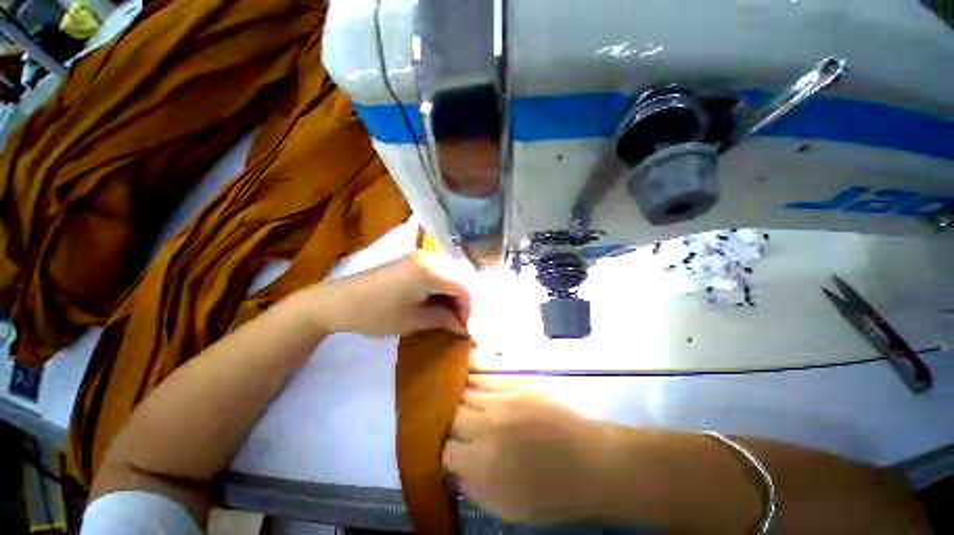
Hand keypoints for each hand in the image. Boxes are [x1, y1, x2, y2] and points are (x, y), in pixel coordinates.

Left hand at [306, 251, 472, 336]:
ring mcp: (420, 256)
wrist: (338, 301)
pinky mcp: (412, 260)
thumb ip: (444, 319)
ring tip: (448, 312)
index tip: (465, 327)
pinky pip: (438, 271)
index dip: (469, 308)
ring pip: (450, 273)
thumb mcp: (414, 320)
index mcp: (431, 271)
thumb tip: (464, 326)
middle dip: (463, 300)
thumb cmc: (377, 313)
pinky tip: (436, 300)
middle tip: (458, 320)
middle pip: (460, 277)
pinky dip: (442, 286)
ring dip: (453, 293)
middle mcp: (430, 257)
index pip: (464, 287)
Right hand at [442, 378, 612, 522]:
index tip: (455, 455)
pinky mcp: (515, 386)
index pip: (446, 451)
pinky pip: (484, 379)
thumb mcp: (509, 509)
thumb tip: (457, 471)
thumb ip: (475, 490)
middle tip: (463, 433)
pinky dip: (475, 385)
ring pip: (465, 395)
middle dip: (454, 427)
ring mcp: (501, 402)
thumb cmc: (552, 494)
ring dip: (464, 405)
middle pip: (452, 418)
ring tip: (469, 411)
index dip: (448, 454)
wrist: (590, 462)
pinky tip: (475, 389)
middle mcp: (485, 427)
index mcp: (481, 463)